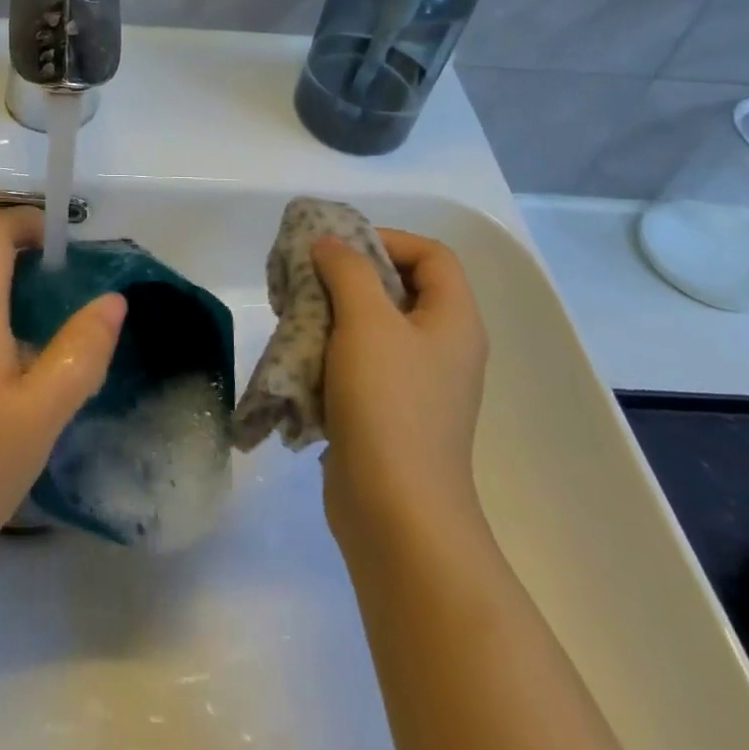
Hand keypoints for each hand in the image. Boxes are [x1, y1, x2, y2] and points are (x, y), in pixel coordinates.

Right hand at [315, 230, 489, 556]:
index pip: (431, 255)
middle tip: (308, 280)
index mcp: (453, 320)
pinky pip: (360, 364)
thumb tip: (330, 245)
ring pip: (374, 327)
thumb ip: (348, 270)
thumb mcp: (366, 321)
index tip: (339, 249)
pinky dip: (330, 353)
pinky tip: (300, 361)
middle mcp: (443, 347)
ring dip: (332, 315)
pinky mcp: (389, 413)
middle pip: (399, 288)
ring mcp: (418, 384)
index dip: (387, 239)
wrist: (395, 510)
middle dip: (348, 276)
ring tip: (295, 318)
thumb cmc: (388, 403)